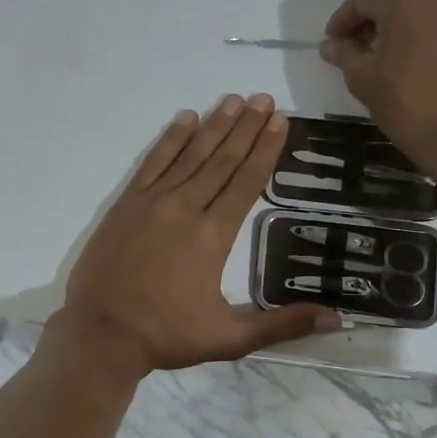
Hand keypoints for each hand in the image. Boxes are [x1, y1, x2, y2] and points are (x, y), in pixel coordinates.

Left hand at [57, 94, 340, 374]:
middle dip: (246, 127)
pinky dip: (170, 139)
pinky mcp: (126, 204)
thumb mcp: (229, 338)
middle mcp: (186, 208)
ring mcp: (152, 202)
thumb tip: (335, 319)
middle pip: (222, 159)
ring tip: (234, 100)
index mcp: (213, 235)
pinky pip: (153, 162)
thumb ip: (281, 325)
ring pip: (190, 155)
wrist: (101, 333)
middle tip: (264, 99)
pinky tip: (185, 119)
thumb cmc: (166, 335)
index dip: (265, 149)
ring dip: (214, 125)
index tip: (280, 121)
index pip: (247, 181)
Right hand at [320, 0, 436, 183]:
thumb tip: (332, 45)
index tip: (334, 43)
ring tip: (406, 39)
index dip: (342, 20)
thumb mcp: (365, 82)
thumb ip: (346, 56)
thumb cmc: (411, 105)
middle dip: (380, 9)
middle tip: (368, 42)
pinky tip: (436, 55)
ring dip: (416, 5)